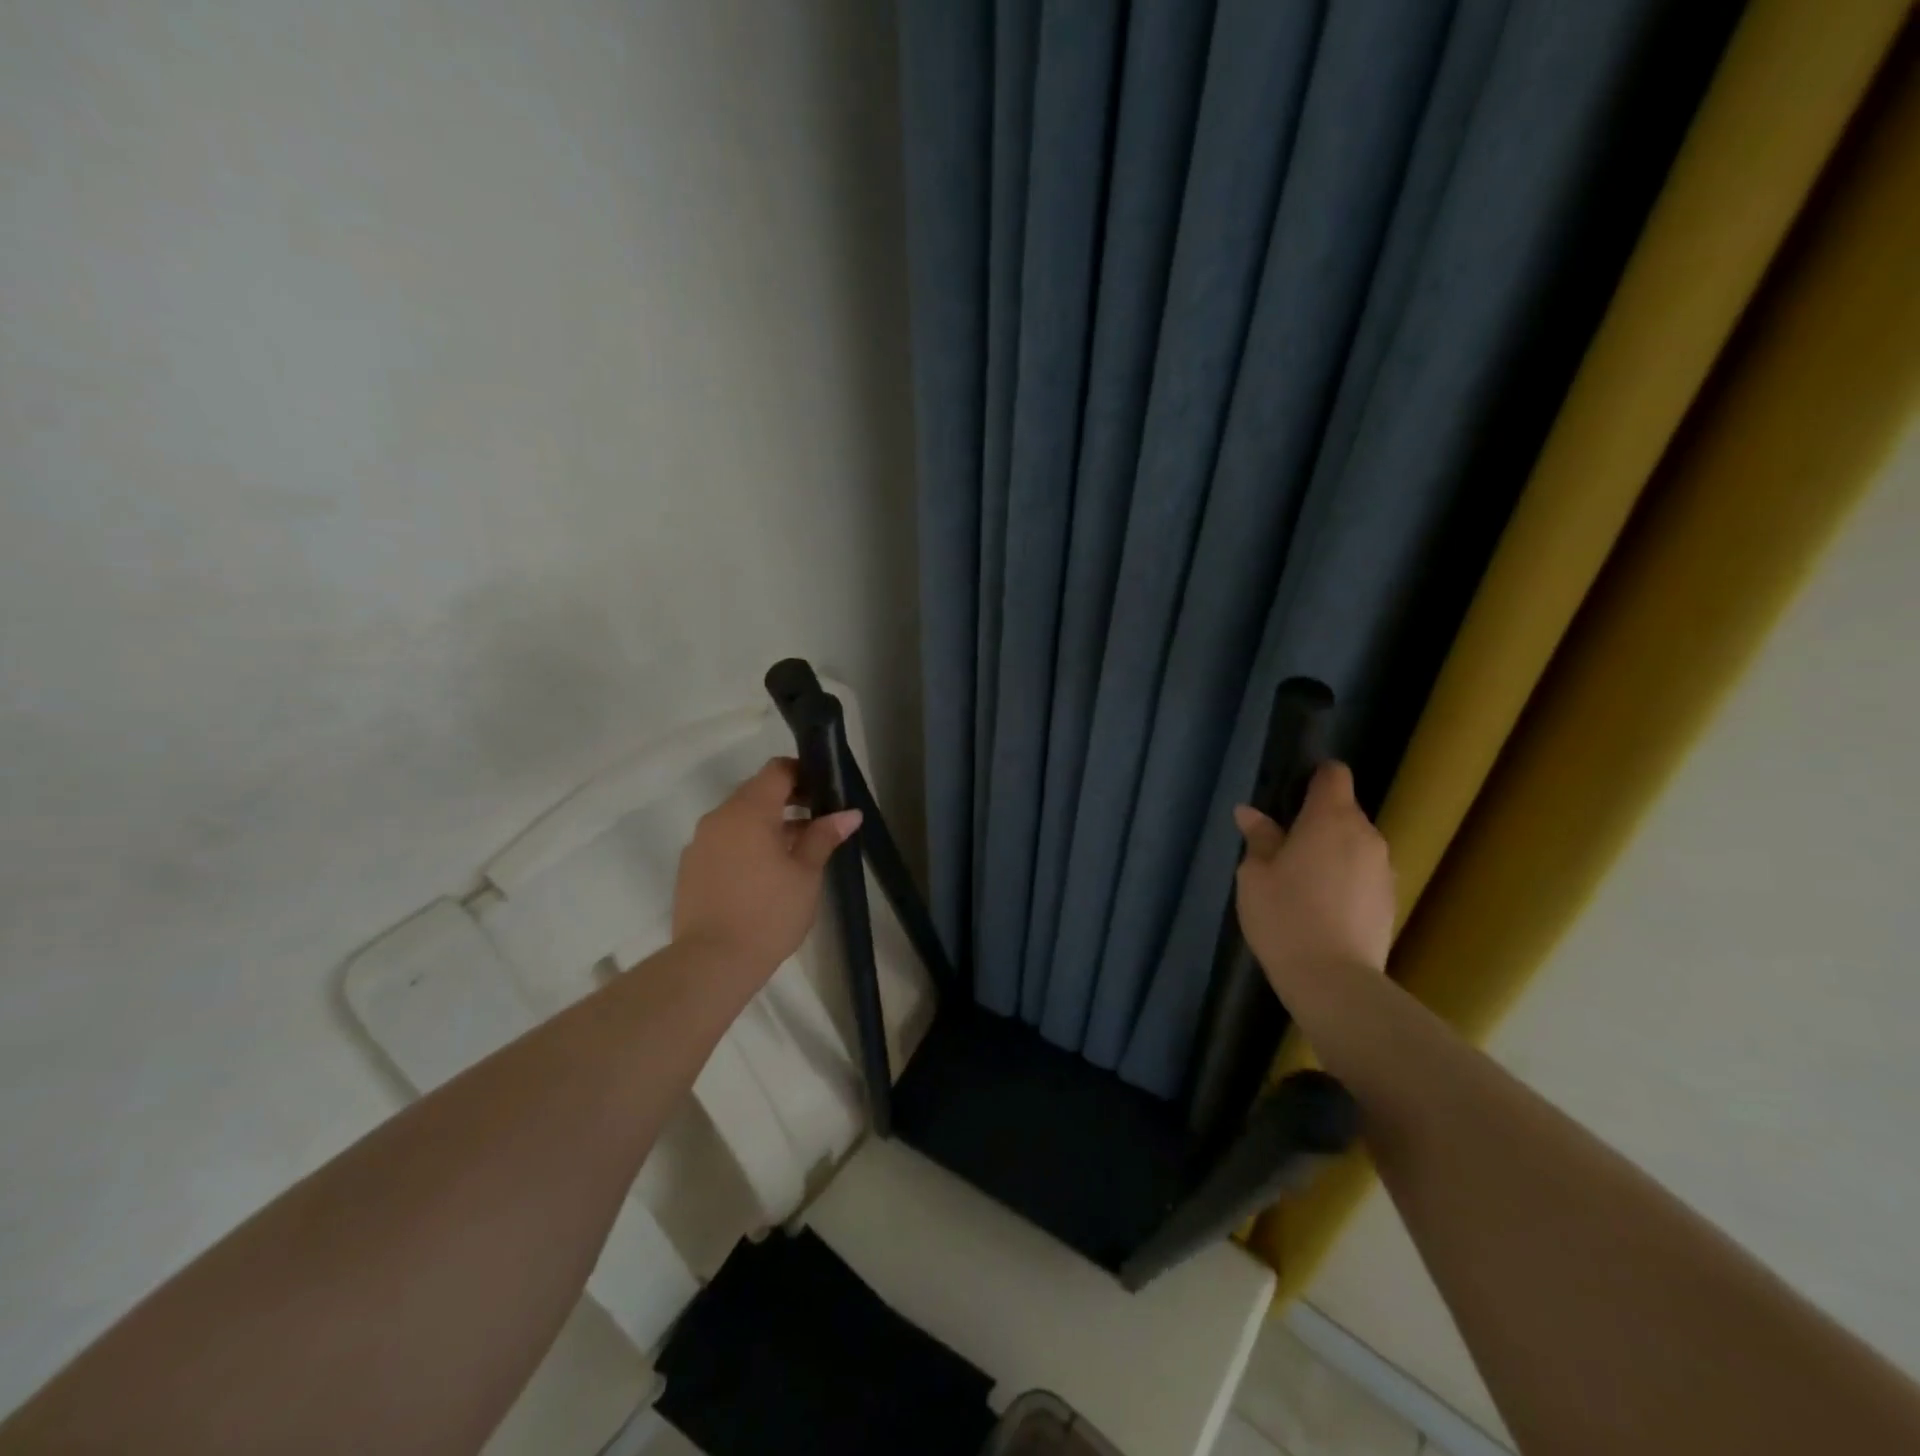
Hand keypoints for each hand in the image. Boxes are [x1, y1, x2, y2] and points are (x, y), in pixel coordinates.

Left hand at [672, 758, 861, 975]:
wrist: (712, 962)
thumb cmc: (769, 913)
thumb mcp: (806, 874)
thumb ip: (824, 836)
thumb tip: (850, 813)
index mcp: (749, 811)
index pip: (777, 770)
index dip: (803, 773)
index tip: (824, 792)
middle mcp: (719, 818)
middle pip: (756, 793)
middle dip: (787, 802)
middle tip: (817, 825)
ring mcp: (700, 843)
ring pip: (738, 819)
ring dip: (766, 826)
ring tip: (794, 855)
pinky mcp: (690, 868)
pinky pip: (723, 842)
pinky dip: (745, 846)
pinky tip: (763, 876)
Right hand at [1234, 762, 1393, 997]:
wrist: (1334, 980)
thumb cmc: (1285, 916)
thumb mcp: (1255, 875)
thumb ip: (1259, 838)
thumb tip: (1251, 813)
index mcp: (1331, 819)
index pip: (1334, 775)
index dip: (1314, 777)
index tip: (1290, 795)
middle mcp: (1366, 835)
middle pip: (1344, 810)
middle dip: (1317, 820)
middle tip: (1284, 846)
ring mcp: (1384, 868)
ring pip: (1355, 843)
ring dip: (1332, 850)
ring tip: (1303, 880)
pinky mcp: (1390, 899)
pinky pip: (1363, 872)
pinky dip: (1345, 877)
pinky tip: (1323, 906)